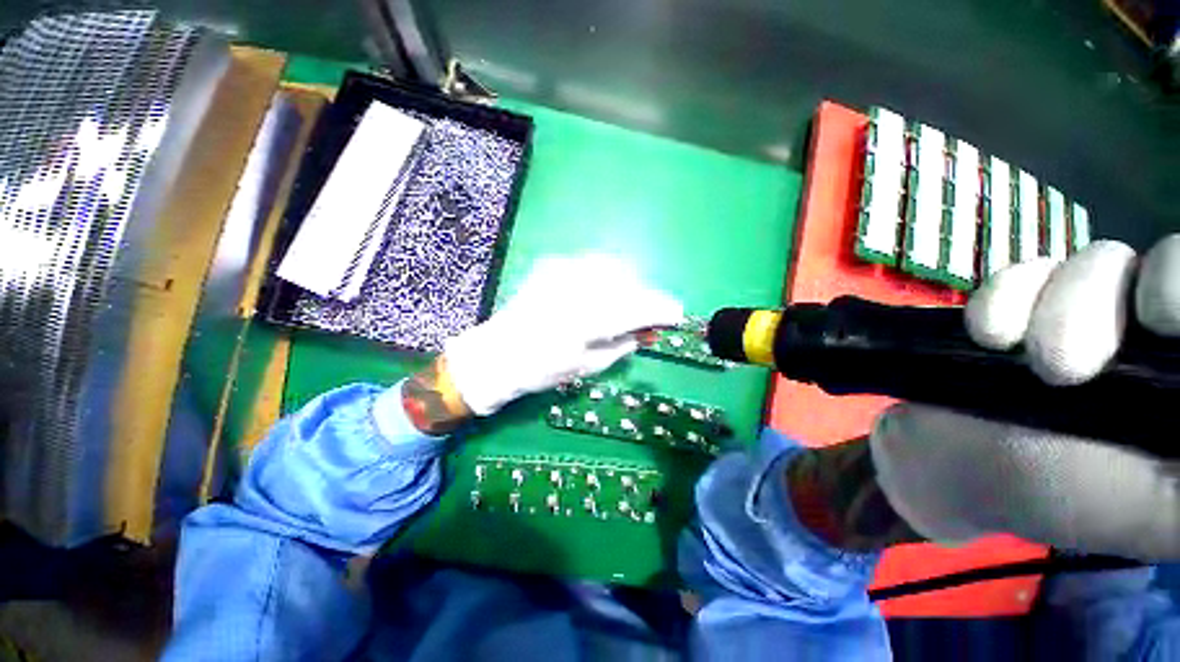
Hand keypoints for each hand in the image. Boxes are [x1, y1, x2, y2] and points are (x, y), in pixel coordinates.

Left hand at [442, 255, 683, 415]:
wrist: (498, 353)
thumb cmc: (545, 369)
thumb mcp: (592, 364)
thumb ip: (626, 343)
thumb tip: (649, 330)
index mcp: (591, 319)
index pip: (642, 306)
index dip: (664, 309)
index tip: (677, 315)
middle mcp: (581, 287)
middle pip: (632, 282)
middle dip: (646, 298)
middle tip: (648, 315)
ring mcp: (565, 270)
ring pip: (614, 267)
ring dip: (627, 285)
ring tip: (622, 305)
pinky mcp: (553, 264)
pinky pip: (591, 264)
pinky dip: (604, 277)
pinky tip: (596, 293)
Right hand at [868, 236, 1179, 559]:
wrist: (957, 467)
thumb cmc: (1064, 497)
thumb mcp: (1160, 507)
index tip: (1160, 324)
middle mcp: (1154, 330)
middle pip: (1166, 265)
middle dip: (1112, 305)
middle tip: (1066, 365)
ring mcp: (1088, 307)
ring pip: (1097, 262)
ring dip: (1053, 308)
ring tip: (1019, 356)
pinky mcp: (1026, 301)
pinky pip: (1026, 271)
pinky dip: (1003, 297)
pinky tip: (988, 336)